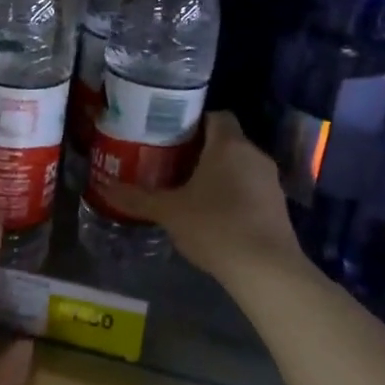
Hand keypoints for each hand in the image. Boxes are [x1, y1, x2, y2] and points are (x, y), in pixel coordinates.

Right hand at [100, 112, 301, 280]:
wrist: (266, 269)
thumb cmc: (214, 226)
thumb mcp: (169, 212)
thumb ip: (137, 198)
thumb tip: (105, 187)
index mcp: (228, 144)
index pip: (215, 115)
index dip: (194, 122)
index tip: (171, 136)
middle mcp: (254, 154)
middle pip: (226, 140)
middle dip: (201, 150)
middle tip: (171, 163)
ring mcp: (271, 181)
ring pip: (240, 166)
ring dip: (219, 173)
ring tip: (189, 189)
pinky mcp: (279, 206)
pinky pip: (251, 188)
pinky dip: (234, 194)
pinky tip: (214, 215)